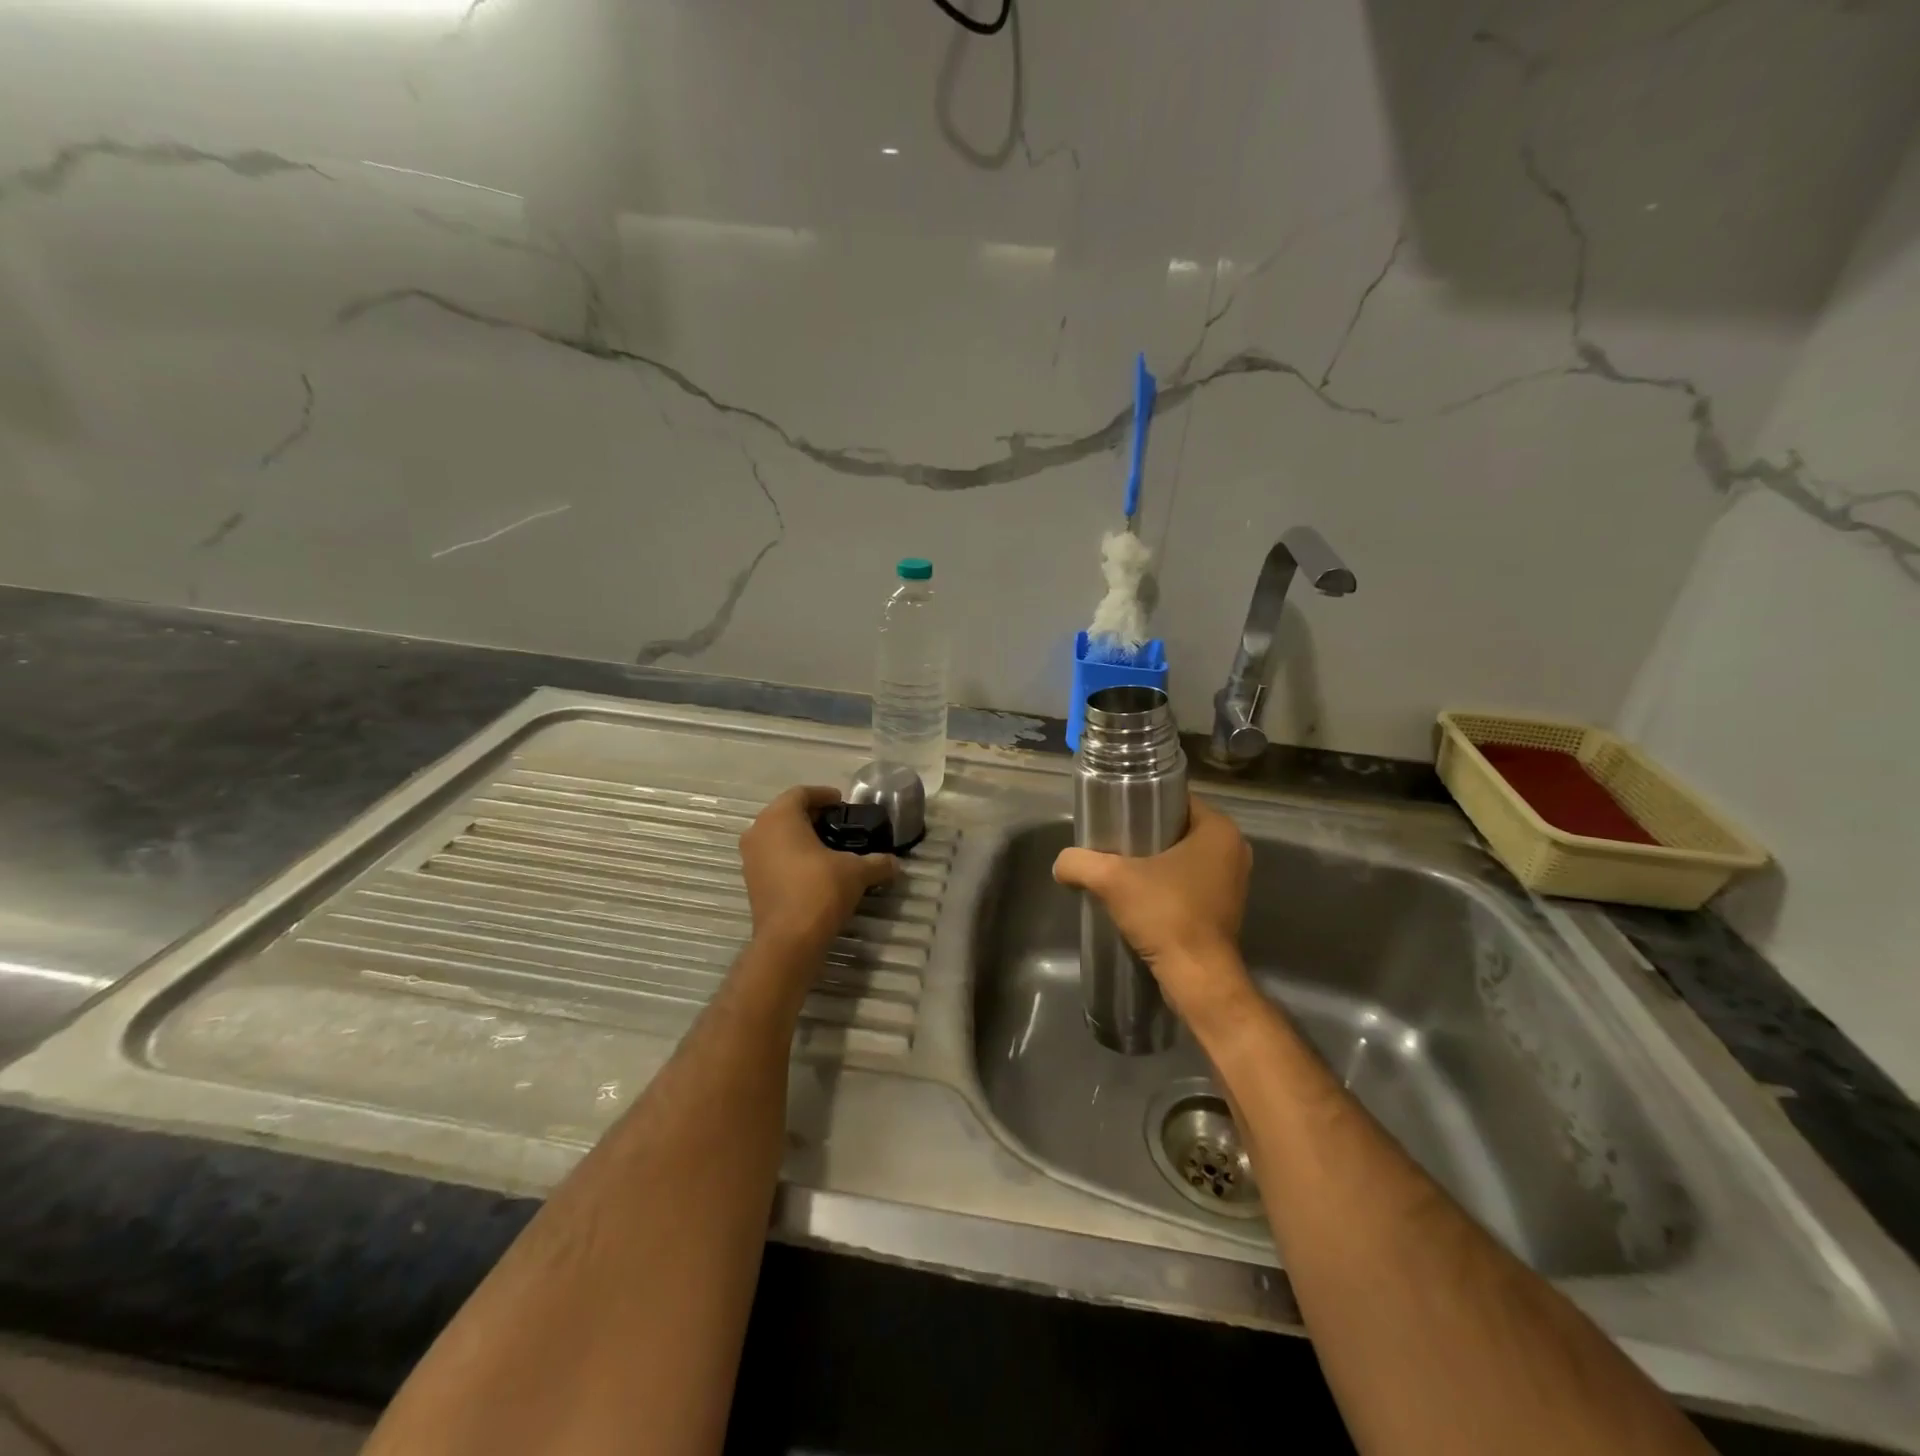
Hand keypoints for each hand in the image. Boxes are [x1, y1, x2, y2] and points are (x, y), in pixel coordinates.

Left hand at [740, 786, 896, 951]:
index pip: (801, 793)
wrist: (789, 941)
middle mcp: (758, 832)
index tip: (842, 803)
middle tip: (839, 824)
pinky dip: (792, 857)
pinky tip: (815, 870)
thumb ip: (877, 862)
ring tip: (829, 848)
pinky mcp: (752, 882)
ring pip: (777, 836)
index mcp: (779, 817)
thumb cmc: (819, 890)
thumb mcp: (856, 872)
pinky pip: (773, 858)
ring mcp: (751, 859)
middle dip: (813, 817)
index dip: (823, 795)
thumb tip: (895, 863)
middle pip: (787, 813)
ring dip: (801, 838)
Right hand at [1052, 795, 1254, 1028]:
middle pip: (1178, 828)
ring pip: (1185, 856)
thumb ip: (1079, 863)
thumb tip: (1061, 864)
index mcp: (1219, 829)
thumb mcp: (1112, 880)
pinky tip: (1140, 893)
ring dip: (1156, 860)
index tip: (1115, 815)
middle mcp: (1234, 849)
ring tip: (1121, 867)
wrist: (1197, 978)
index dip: (1142, 803)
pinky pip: (1191, 881)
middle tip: (1113, 841)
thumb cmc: (1165, 914)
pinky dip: (1168, 882)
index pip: (1175, 799)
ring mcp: (1233, 880)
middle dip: (1146, 833)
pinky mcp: (1225, 907)